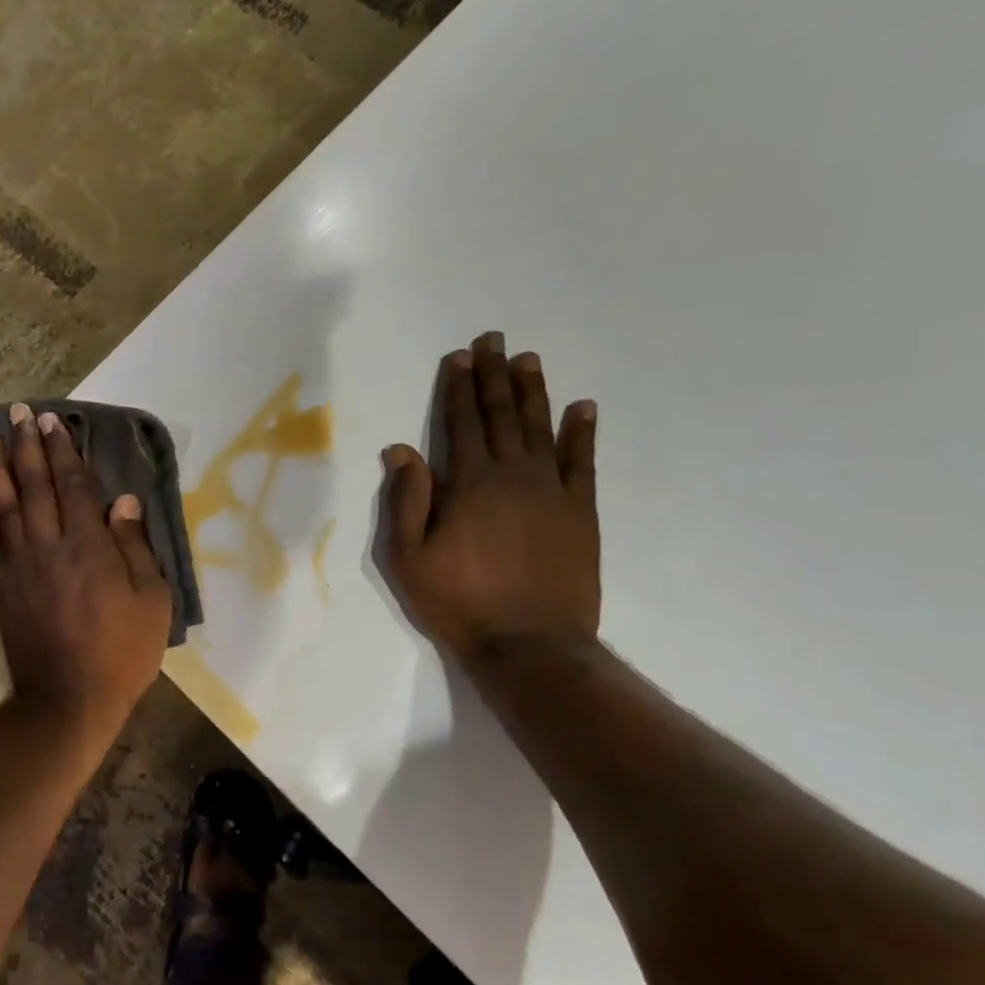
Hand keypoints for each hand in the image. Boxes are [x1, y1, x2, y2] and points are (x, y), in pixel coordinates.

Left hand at [0, 405, 172, 740]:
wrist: (68, 700)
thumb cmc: (121, 652)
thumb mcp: (151, 601)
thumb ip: (135, 548)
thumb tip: (122, 502)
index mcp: (89, 547)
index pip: (73, 487)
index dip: (64, 452)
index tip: (53, 423)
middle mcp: (49, 546)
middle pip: (35, 486)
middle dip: (27, 447)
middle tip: (18, 413)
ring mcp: (20, 567)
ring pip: (4, 507)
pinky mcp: (3, 588)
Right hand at [379, 332, 600, 664]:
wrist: (530, 644)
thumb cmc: (459, 602)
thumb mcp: (409, 558)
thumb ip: (406, 500)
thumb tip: (401, 449)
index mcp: (469, 484)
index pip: (461, 423)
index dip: (458, 388)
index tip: (459, 356)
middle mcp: (513, 475)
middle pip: (502, 415)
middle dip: (494, 376)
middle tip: (494, 339)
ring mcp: (552, 491)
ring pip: (542, 428)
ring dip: (534, 391)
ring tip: (528, 359)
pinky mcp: (580, 512)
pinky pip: (583, 462)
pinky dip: (582, 433)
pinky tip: (583, 407)